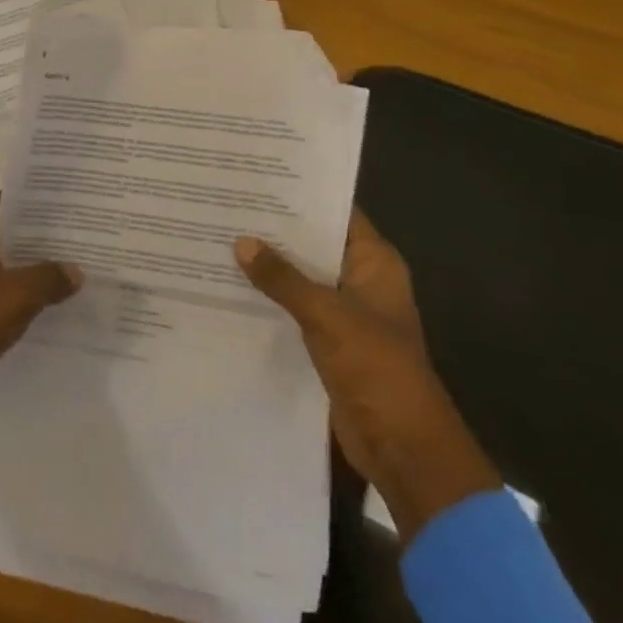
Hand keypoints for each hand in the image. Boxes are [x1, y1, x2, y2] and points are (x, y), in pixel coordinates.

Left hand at [0, 195, 81, 461]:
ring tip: (79, 270)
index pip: (14, 199)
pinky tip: (53, 304)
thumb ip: (50, 277)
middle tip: (89, 238)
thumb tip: (76, 270)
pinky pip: (0, 290)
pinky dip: (22, 294)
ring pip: (7, 261)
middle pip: (12, 230)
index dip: (45, 201)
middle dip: (47, 236)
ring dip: (36, 267)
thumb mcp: (16, 294)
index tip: (80, 204)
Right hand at [236, 214, 499, 542]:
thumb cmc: (376, 367)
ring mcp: (345, 311)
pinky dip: (270, 297)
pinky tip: (231, 285)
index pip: (337, 213)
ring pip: (301, 276)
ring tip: (220, 237)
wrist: (402, 445)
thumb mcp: (327, 314)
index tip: (259, 177)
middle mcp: (360, 280)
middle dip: (276, 229)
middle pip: (314, 243)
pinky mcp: (328, 339)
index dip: (302, 195)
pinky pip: (294, 307)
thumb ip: (283, 278)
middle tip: (228, 203)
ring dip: (269, 265)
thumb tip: (241, 242)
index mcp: (374, 263)